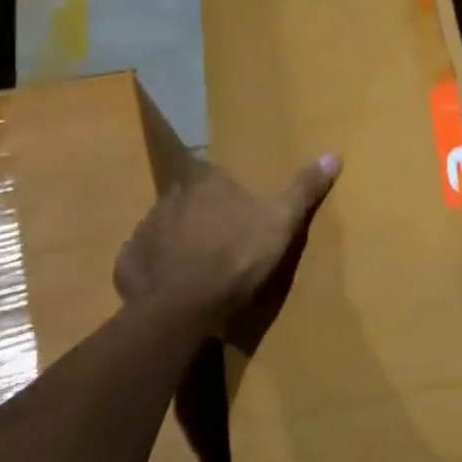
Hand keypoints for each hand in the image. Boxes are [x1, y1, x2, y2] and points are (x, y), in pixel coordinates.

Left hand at [113, 153, 340, 330]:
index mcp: (204, 182)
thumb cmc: (236, 254)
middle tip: (219, 235)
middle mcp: (168, 198)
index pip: (208, 171)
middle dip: (199, 212)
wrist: (184, 307)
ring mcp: (144, 231)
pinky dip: (156, 269)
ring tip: (197, 264)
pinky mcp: (128, 265)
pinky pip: (144, 261)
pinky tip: (172, 285)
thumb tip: (334, 154)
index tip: (232, 201)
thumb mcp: (282, 221)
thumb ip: (304, 188)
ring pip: (164, 228)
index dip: (220, 186)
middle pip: (185, 199)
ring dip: (177, 240)